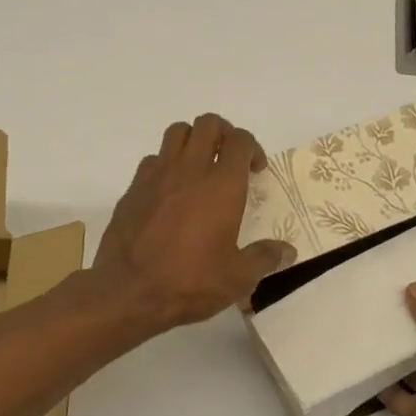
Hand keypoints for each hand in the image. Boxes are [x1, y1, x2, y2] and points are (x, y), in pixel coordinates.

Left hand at [91, 113, 296, 332]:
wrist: (128, 291)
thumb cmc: (190, 282)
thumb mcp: (237, 278)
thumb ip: (264, 258)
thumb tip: (287, 251)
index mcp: (222, 185)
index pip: (240, 140)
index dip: (252, 148)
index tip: (255, 171)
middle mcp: (190, 169)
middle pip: (208, 124)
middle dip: (224, 133)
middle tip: (229, 159)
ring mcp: (157, 175)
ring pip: (177, 132)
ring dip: (193, 140)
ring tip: (200, 167)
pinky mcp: (133, 188)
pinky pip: (154, 159)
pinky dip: (166, 164)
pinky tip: (170, 192)